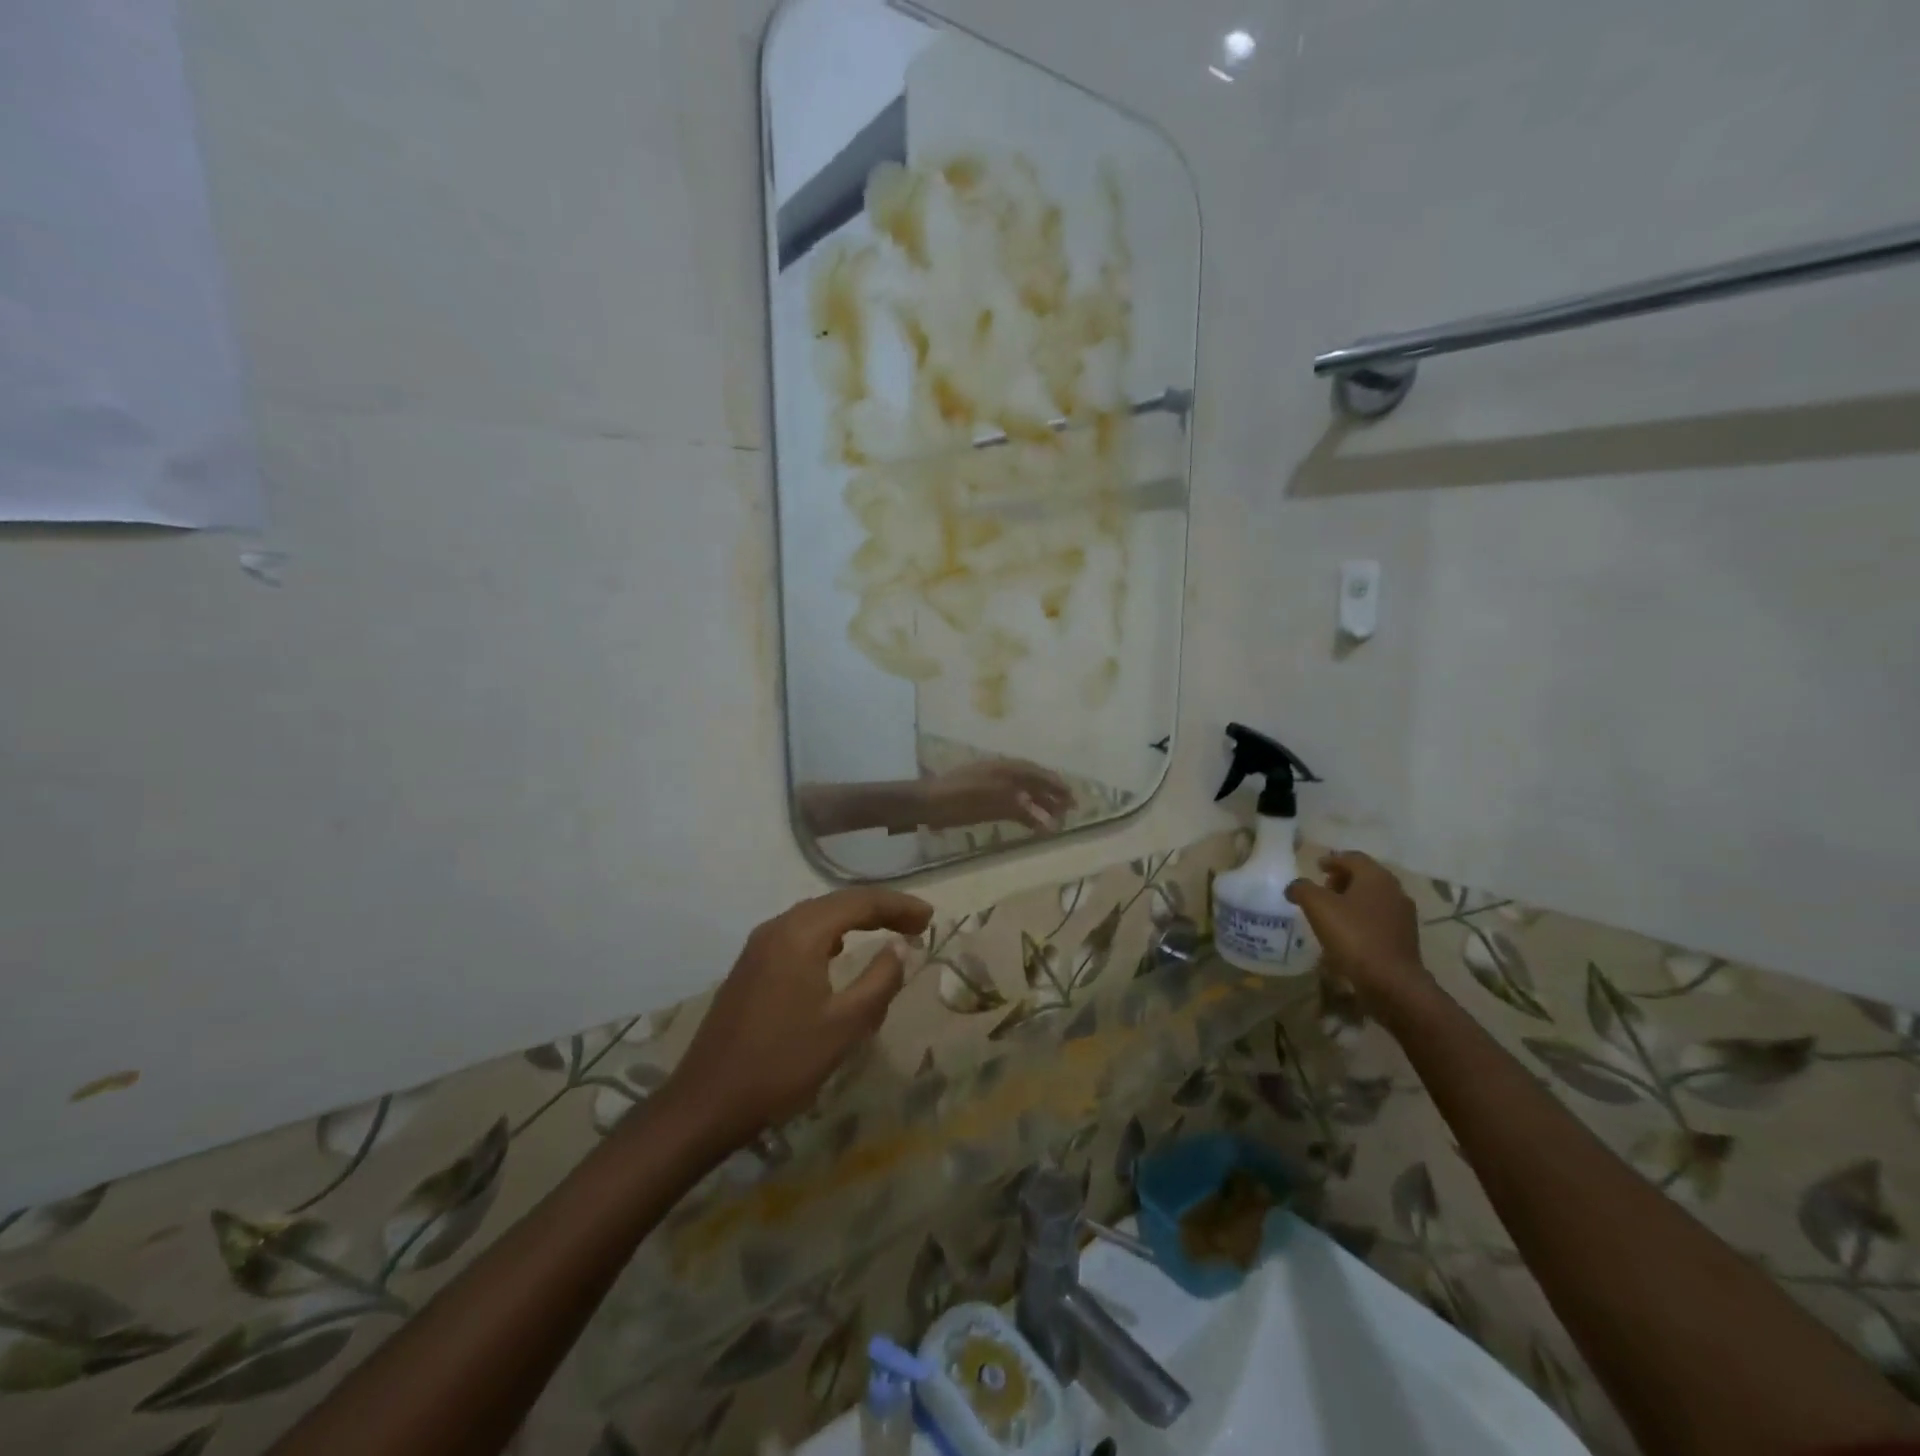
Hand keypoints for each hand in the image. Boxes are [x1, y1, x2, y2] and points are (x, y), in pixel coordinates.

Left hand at [665, 888, 932, 1145]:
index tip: (929, 919)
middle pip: (837, 903)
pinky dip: (829, 935)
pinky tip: (838, 952)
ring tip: (886, 931)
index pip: (859, 902)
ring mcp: (758, 946)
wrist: (706, 1103)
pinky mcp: (750, 967)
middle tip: (916, 924)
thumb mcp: (844, 1026)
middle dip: (879, 909)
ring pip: (816, 917)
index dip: (898, 906)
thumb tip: (900, 948)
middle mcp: (777, 927)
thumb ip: (879, 981)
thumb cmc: (782, 1063)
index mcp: (800, 934)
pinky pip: (798, 935)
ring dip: (854, 920)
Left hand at [921, 758, 1074, 831]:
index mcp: (1007, 768)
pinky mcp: (985, 802)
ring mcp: (994, 788)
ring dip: (1041, 807)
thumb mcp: (993, 800)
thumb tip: (1042, 814)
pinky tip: (1034, 826)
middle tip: (1070, 811)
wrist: (929, 803)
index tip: (1074, 798)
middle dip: (1053, 796)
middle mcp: (1004, 775)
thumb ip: (1019, 805)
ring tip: (1056, 822)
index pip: (1040, 774)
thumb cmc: (961, 797)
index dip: (1058, 786)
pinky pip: (1012, 806)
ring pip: (1024, 795)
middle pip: (1034, 783)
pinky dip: (1026, 815)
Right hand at [1285, 851, 1435, 1015]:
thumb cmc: (1353, 936)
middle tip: (1322, 888)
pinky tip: (1346, 933)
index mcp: (1376, 877)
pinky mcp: (1404, 939)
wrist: (1392, 982)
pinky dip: (1361, 918)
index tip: (1317, 866)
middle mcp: (1394, 891)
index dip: (1333, 859)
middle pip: (1365, 877)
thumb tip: (1295, 887)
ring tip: (1331, 912)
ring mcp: (1403, 916)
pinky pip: (1379, 919)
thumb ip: (1302, 889)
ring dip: (1352, 900)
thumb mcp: (1317, 907)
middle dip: (1342, 879)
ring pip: (1373, 898)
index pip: (1353, 858)